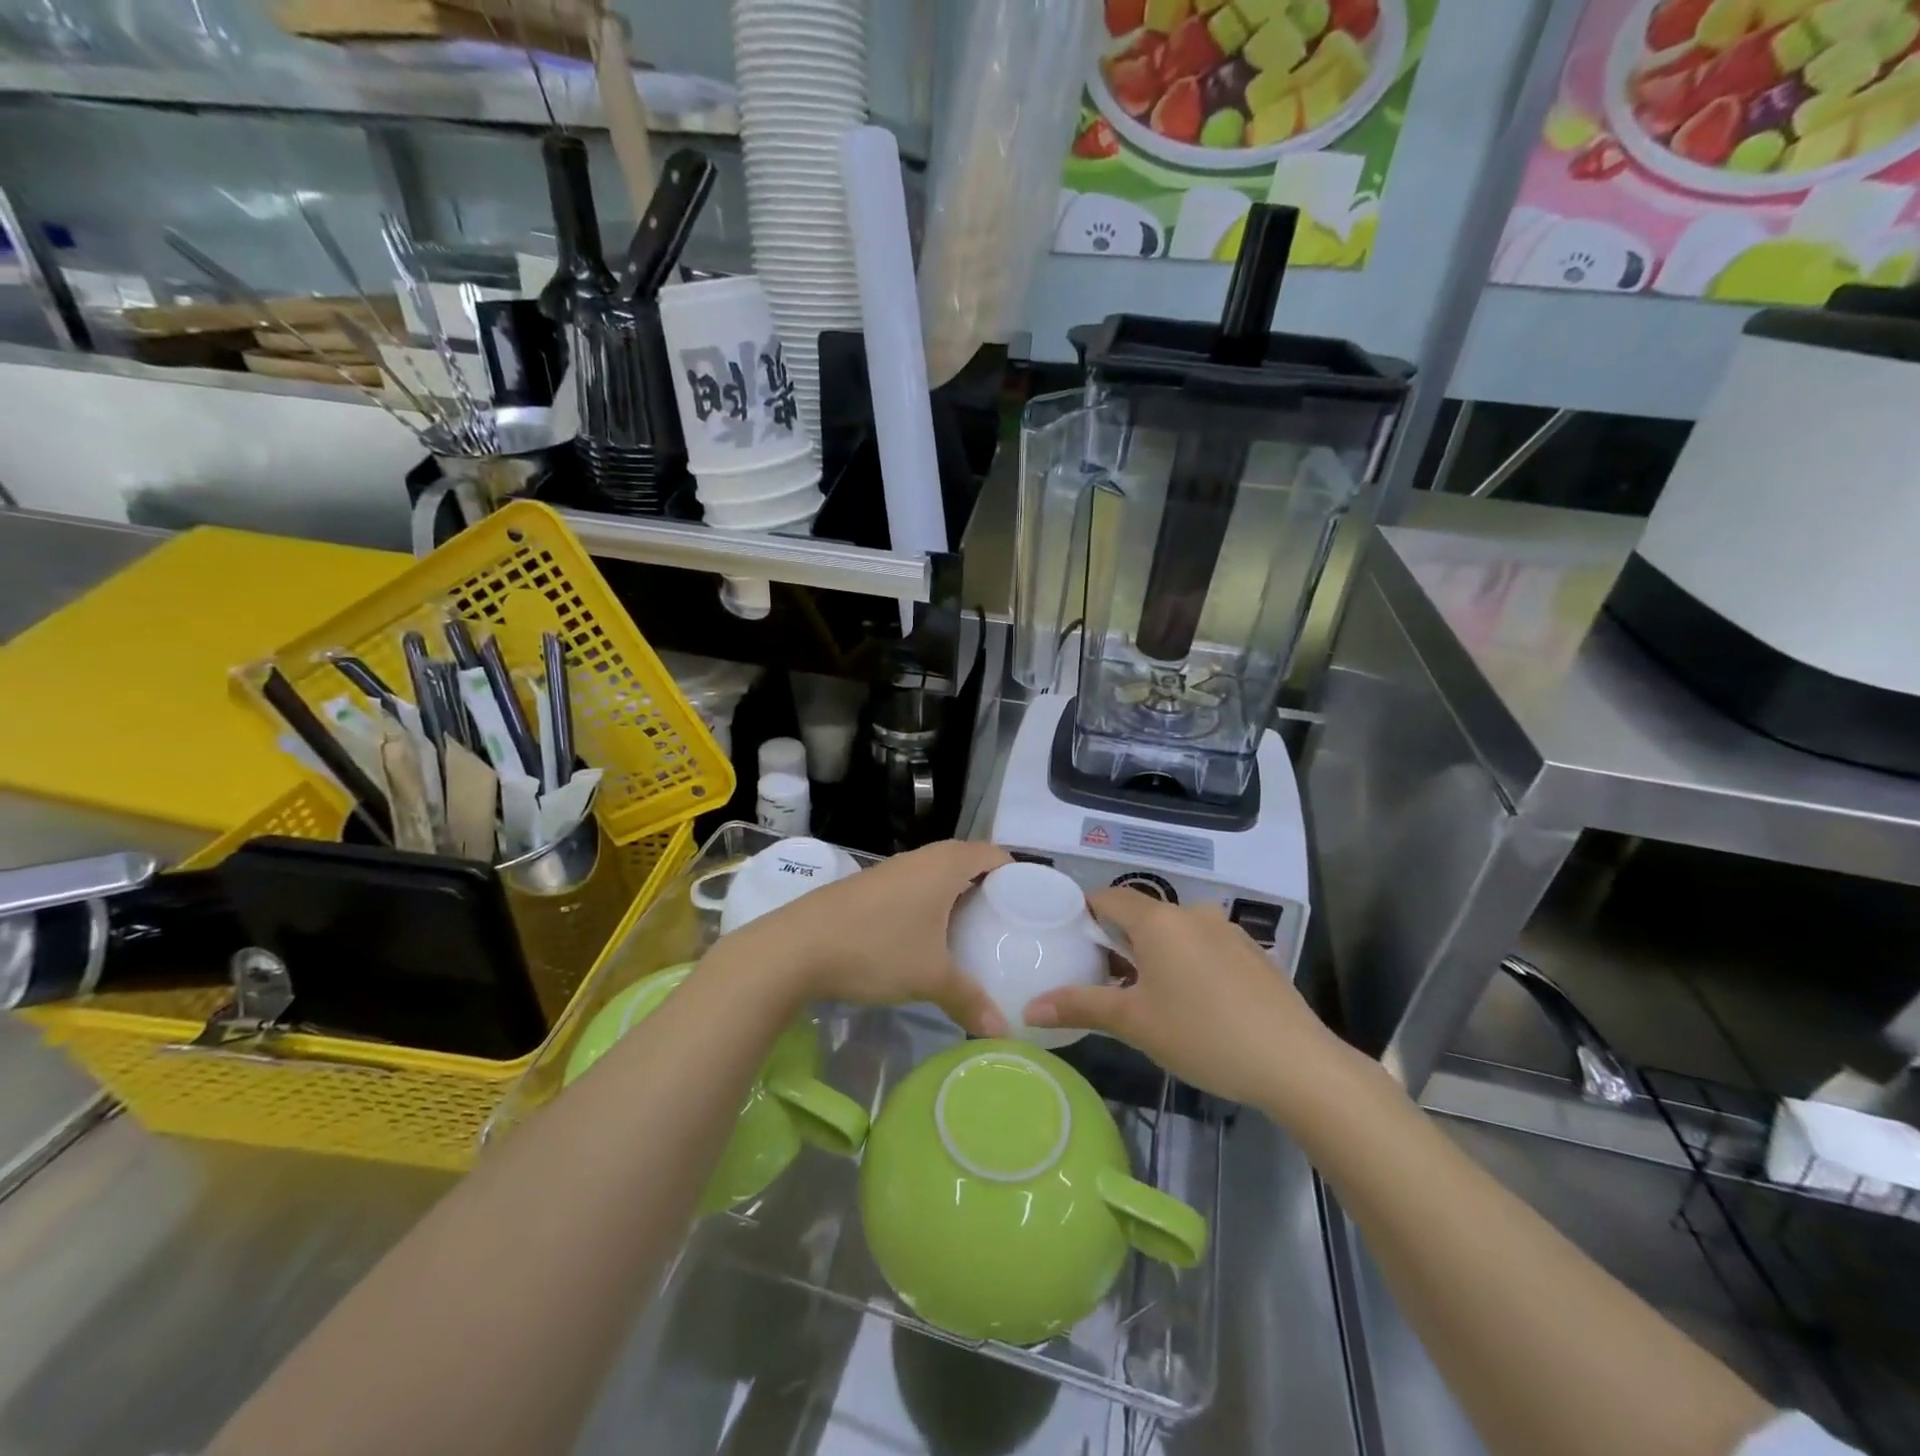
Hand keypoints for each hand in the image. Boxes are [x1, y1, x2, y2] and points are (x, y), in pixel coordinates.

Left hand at [726, 839, 1011, 1036]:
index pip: (993, 853)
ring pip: (936, 874)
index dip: (1015, 872)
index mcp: (944, 866)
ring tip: (972, 931)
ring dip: (955, 895)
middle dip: (988, 887)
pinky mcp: (868, 886)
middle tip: (1006, 922)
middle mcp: (920, 858)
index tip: (1031, 902)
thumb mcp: (930, 978)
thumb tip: (1003, 1031)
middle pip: (966, 860)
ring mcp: (890, 870)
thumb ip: (970, 1000)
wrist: (796, 947)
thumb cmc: (876, 949)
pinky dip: (929, 903)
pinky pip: (913, 886)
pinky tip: (926, 937)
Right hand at [1023, 888, 1350, 1108]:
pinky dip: (1186, 961)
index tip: (1069, 943)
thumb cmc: (1203, 1035)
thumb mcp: (1135, 1023)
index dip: (1083, 915)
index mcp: (1158, 919)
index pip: (1107, 898)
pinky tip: (1193, 1003)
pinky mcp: (1251, 952)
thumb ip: (1080, 1006)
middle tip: (1102, 980)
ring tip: (1145, 996)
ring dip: (1153, 953)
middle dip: (1117, 941)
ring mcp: (1226, 930)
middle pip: (1140, 914)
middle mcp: (1191, 912)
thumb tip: (1029, 1009)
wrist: (1296, 1063)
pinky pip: (1203, 945)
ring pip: (1174, 931)